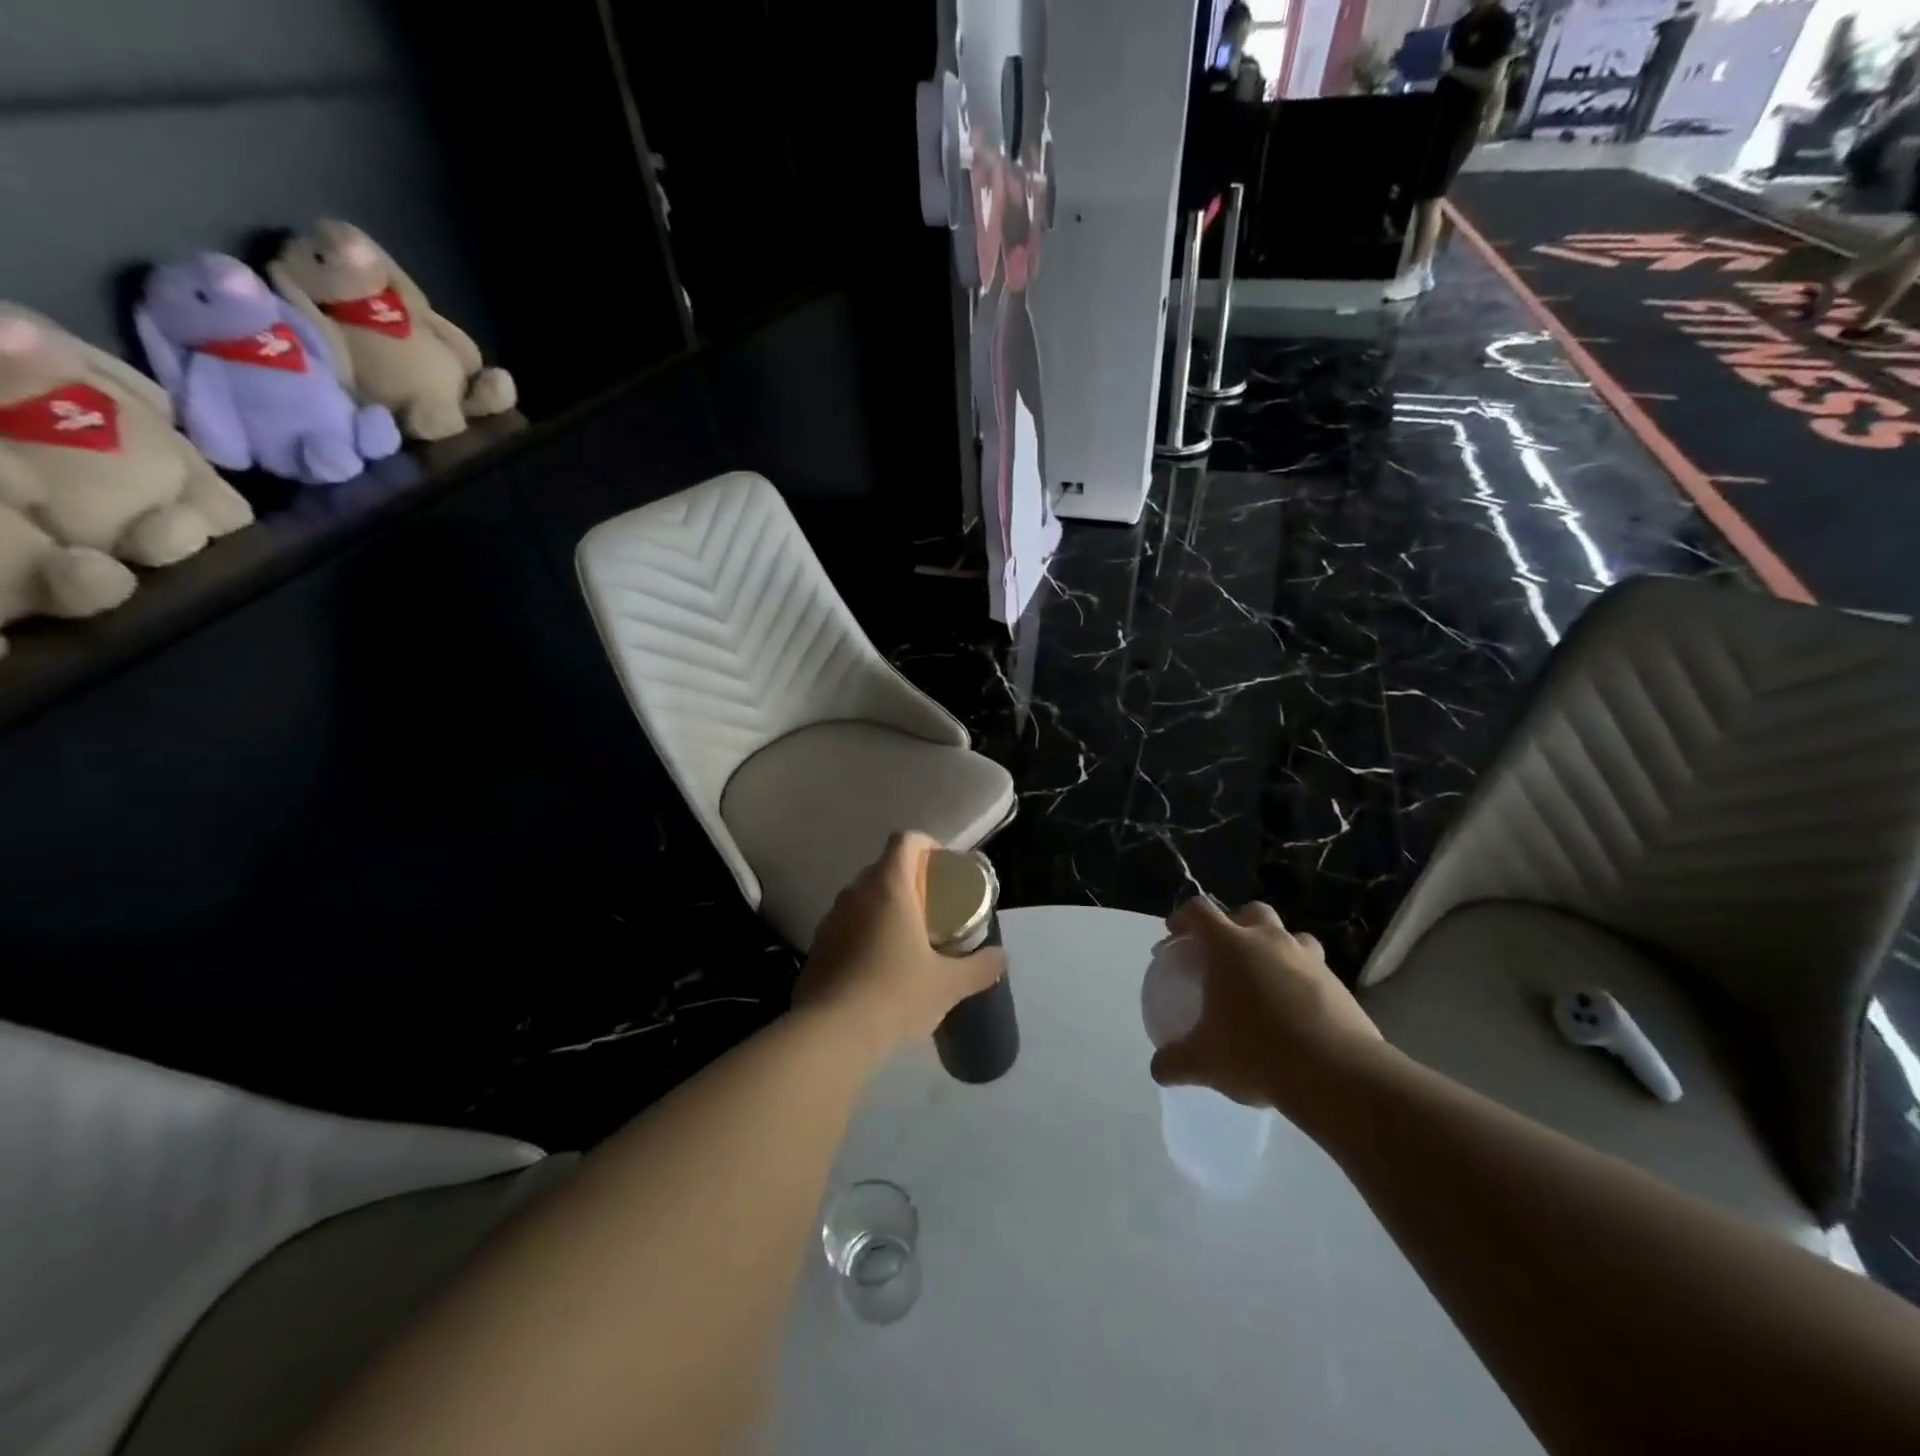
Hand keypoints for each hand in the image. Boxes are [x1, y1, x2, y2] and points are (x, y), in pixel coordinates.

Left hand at [794, 832, 1006, 1060]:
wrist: (831, 1033)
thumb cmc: (895, 994)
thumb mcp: (947, 984)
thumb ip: (979, 967)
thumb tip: (1002, 957)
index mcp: (889, 888)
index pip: (905, 841)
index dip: (926, 844)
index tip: (942, 867)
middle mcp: (855, 893)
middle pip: (883, 868)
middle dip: (908, 879)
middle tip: (931, 906)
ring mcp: (831, 919)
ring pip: (862, 897)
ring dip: (883, 907)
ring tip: (906, 937)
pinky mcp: (817, 946)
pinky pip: (845, 925)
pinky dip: (863, 932)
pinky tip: (877, 966)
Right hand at [1149, 898, 1386, 1127]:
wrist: (1337, 1074)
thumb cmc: (1257, 1052)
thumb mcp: (1204, 1061)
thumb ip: (1175, 1061)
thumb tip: (1159, 1068)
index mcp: (1229, 946)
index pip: (1199, 911)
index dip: (1183, 917)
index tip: (1174, 934)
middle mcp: (1269, 941)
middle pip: (1251, 912)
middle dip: (1236, 924)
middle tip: (1225, 952)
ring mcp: (1308, 959)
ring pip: (1290, 937)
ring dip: (1275, 948)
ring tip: (1266, 978)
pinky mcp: (1338, 985)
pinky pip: (1314, 970)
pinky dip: (1301, 981)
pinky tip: (1295, 1012)